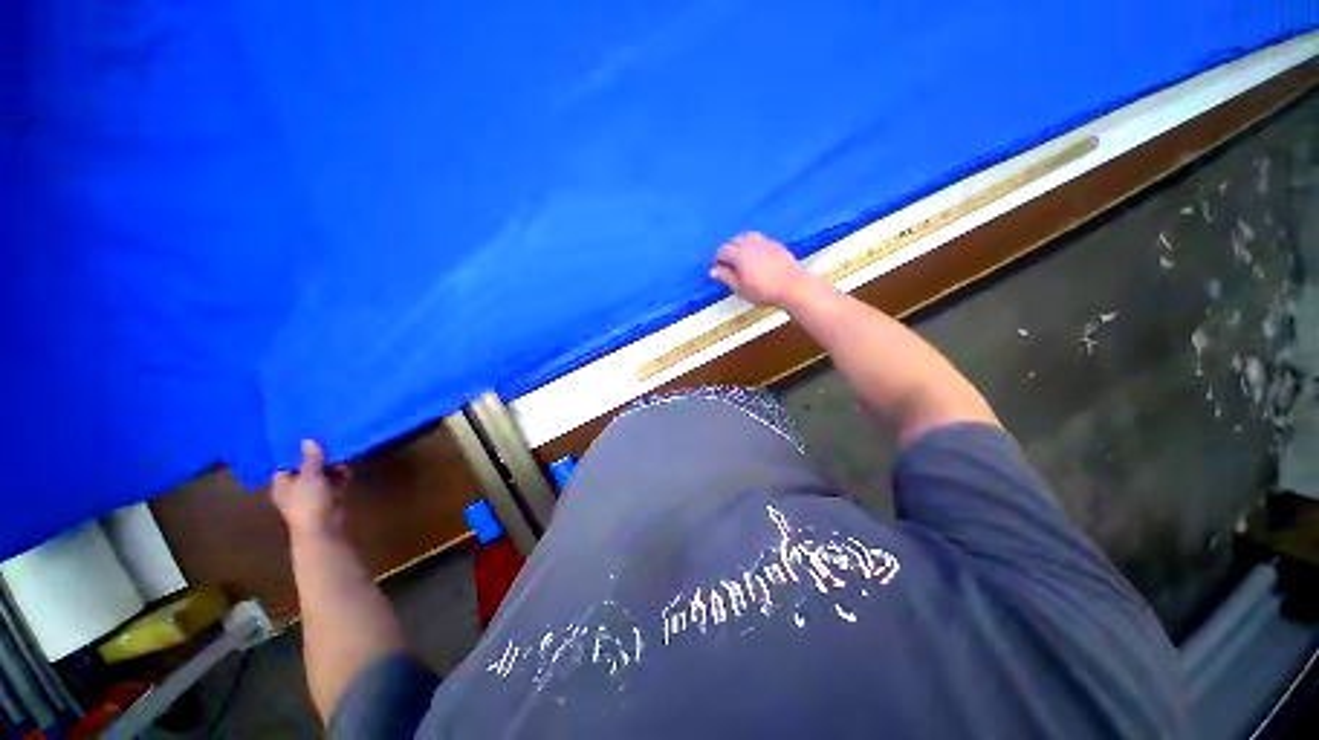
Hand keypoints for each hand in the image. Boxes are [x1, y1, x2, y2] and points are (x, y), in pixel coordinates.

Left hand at [272, 440, 347, 539]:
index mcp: (281, 484)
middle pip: (305, 469)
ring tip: (340, 455)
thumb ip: (311, 458)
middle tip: (327, 445)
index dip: (295, 453)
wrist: (323, 527)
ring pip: (321, 476)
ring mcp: (312, 495)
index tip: (307, 440)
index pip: (285, 465)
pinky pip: (333, 483)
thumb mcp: (310, 475)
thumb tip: (307, 440)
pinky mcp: (328, 498)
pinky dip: (339, 476)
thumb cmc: (308, 501)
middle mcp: (294, 489)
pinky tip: (346, 469)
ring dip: (330, 467)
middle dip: (317, 459)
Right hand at [710, 232, 813, 307]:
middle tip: (725, 264)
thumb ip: (726, 278)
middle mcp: (751, 244)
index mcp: (740, 255)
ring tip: (738, 257)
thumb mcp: (740, 289)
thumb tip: (713, 271)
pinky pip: (758, 238)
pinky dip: (751, 244)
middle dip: (726, 251)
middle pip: (732, 241)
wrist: (792, 287)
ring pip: (745, 236)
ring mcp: (764, 242)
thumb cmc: (765, 291)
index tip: (715, 269)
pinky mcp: (775, 244)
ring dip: (738, 244)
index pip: (722, 251)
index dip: (716, 260)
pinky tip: (753, 255)